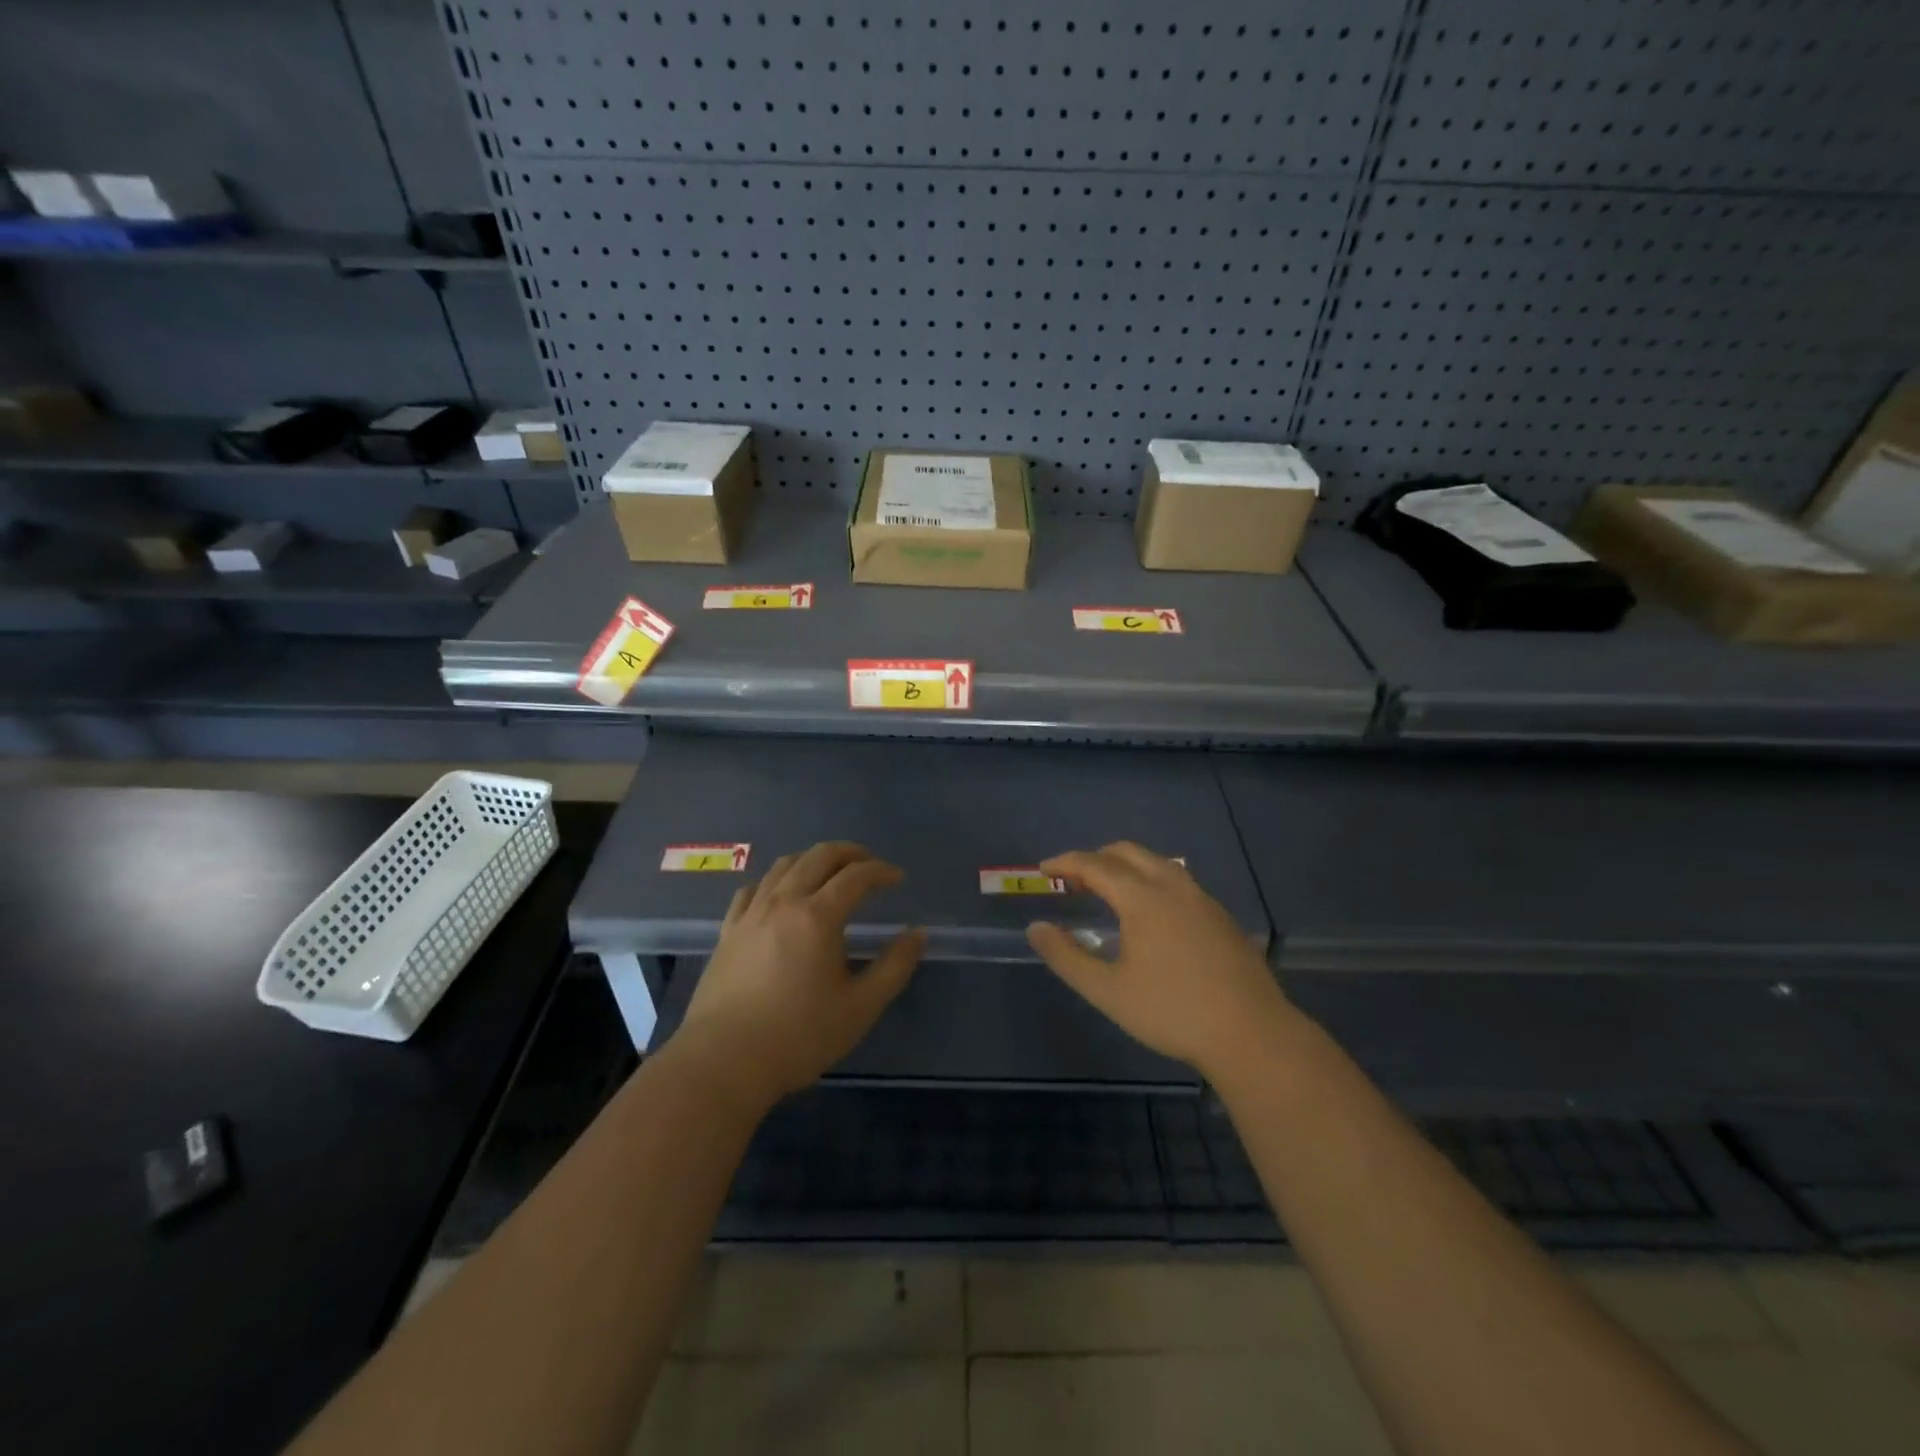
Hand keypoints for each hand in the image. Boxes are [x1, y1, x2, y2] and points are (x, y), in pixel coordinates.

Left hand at [677, 841, 925, 1111]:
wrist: (723, 1062)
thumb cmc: (799, 1036)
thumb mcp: (860, 1007)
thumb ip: (894, 967)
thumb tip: (917, 934)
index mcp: (818, 916)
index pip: (856, 876)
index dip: (881, 871)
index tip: (898, 879)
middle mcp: (783, 902)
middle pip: (818, 856)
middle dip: (849, 853)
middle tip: (869, 865)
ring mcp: (751, 914)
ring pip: (784, 865)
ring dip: (813, 860)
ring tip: (829, 874)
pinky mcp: (728, 931)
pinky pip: (753, 889)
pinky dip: (775, 881)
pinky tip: (780, 895)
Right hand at [1026, 842, 1293, 1078]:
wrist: (1252, 1034)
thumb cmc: (1172, 1012)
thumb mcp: (1108, 991)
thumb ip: (1066, 957)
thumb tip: (1036, 928)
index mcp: (1143, 898)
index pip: (1095, 865)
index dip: (1066, 862)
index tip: (1044, 869)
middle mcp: (1173, 886)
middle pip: (1128, 852)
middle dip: (1095, 858)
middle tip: (1073, 879)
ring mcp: (1202, 898)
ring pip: (1157, 862)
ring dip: (1126, 866)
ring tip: (1107, 891)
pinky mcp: (1220, 916)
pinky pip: (1176, 880)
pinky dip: (1150, 880)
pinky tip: (1149, 914)